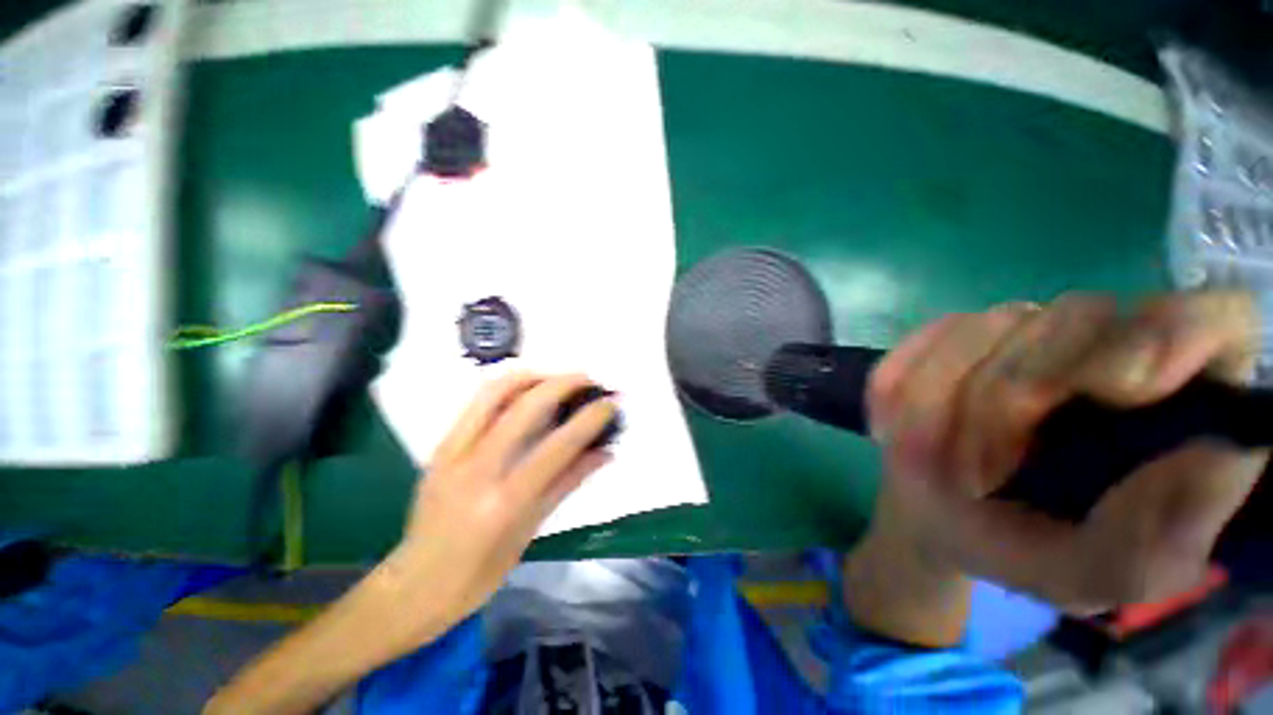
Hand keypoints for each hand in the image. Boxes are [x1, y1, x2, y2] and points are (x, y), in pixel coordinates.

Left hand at [383, 372, 615, 638]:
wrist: (415, 584)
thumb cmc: (481, 571)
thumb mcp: (531, 529)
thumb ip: (568, 483)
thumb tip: (605, 452)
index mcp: (505, 501)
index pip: (557, 447)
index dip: (590, 419)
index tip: (611, 402)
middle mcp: (477, 469)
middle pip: (525, 407)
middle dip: (563, 384)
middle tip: (588, 379)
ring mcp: (453, 453)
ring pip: (494, 392)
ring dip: (532, 376)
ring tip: (557, 377)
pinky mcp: (440, 446)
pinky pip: (476, 402)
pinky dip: (506, 386)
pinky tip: (526, 388)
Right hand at [867, 291, 1268, 612]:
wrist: (936, 519)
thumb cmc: (1028, 549)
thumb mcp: (1096, 574)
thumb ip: (1158, 540)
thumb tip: (1214, 458)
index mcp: (1173, 398)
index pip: (1210, 317)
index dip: (1174, 333)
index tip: (1121, 389)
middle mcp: (1105, 341)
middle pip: (1076, 319)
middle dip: (1010, 401)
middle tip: (975, 476)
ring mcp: (1019, 329)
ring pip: (983, 329)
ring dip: (942, 403)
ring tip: (934, 461)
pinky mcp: (947, 333)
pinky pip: (919, 343)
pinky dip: (899, 390)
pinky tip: (895, 429)